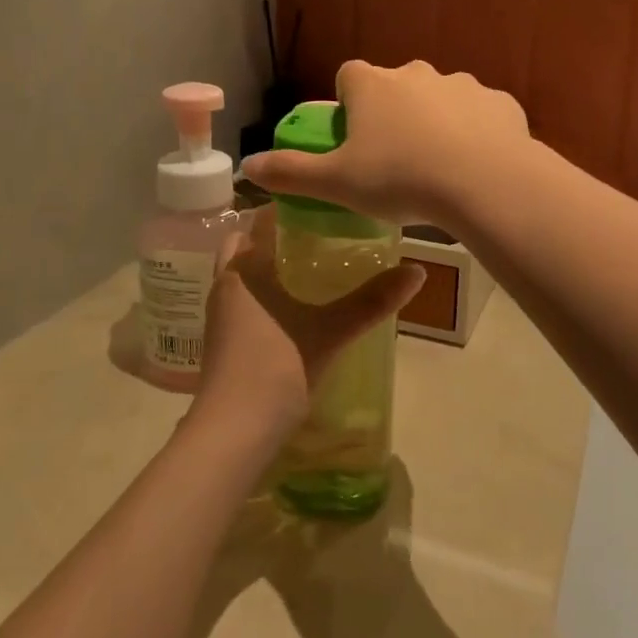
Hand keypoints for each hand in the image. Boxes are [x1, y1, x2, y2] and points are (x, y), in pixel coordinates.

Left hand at [189, 208, 424, 445]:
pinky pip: (243, 302)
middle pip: (246, 245)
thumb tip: (418, 272)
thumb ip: (372, 301)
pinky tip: (295, 309)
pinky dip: (264, 295)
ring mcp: (219, 315)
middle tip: (318, 236)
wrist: (233, 432)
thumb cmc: (278, 367)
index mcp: (244, 268)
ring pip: (243, 275)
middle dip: (275, 237)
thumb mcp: (332, 331)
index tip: (322, 205)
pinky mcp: (222, 342)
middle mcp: (225, 283)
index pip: (260, 220)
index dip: (288, 208)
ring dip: (269, 267)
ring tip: (312, 268)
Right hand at [242, 61, 529, 229]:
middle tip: (394, 159)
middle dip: (393, 113)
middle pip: (396, 86)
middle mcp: (416, 73)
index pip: (349, 76)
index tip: (352, 136)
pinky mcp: (500, 102)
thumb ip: (290, 173)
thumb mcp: (337, 183)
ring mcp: (463, 84)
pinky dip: (475, 133)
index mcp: (373, 85)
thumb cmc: (400, 179)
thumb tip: (248, 167)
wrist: (485, 183)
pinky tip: (476, 166)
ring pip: (440, 99)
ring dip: (436, 122)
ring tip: (439, 167)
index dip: (348, 103)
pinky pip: (480, 114)